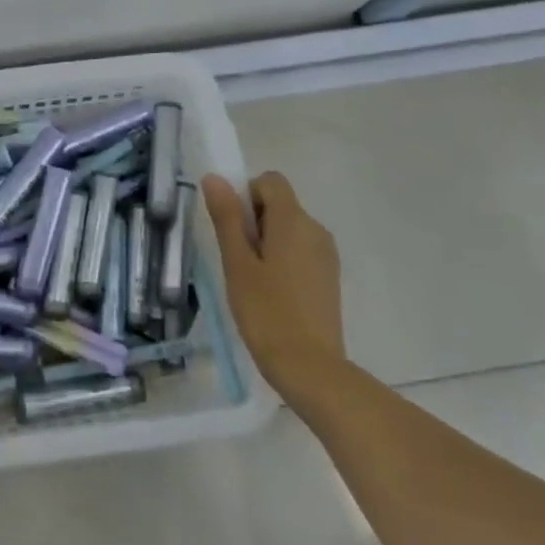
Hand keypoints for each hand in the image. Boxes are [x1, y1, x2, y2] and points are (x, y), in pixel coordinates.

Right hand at [202, 172, 344, 391]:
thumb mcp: (237, 263)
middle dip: (254, 221)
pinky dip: (282, 259)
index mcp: (293, 221)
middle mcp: (315, 229)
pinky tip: (272, 293)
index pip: (269, 181)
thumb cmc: (266, 312)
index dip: (246, 195)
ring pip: (289, 228)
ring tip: (253, 281)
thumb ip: (227, 217)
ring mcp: (326, 254)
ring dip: (267, 241)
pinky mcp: (329, 276)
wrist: (310, 367)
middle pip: (279, 204)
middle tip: (238, 261)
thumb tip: (214, 177)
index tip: (234, 230)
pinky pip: (300, 250)